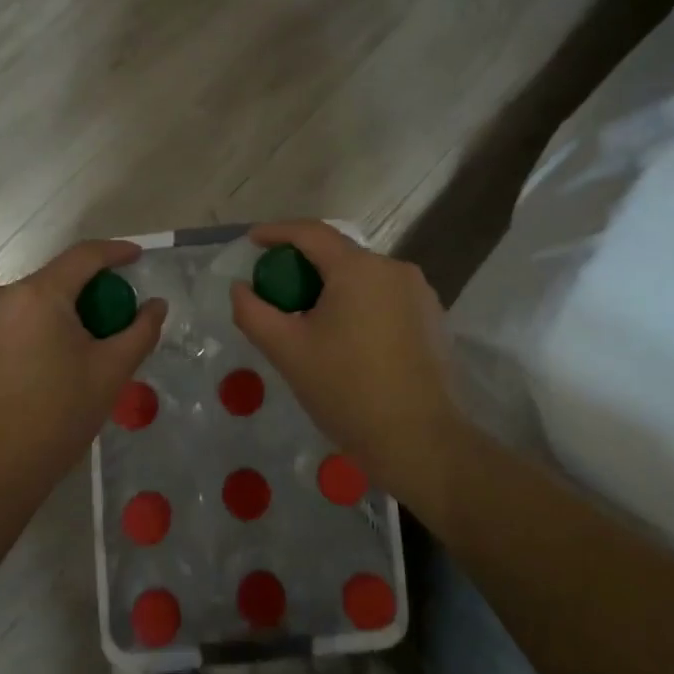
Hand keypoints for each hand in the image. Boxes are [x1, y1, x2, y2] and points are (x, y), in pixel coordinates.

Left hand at [0, 241, 165, 509]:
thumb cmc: (58, 419)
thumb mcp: (111, 373)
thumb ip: (140, 330)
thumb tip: (156, 304)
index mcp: (36, 296)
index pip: (83, 257)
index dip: (115, 252)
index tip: (136, 257)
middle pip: (51, 282)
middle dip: (82, 294)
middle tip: (105, 323)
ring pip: (22, 306)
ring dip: (48, 317)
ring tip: (65, 354)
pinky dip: (19, 337)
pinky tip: (30, 372)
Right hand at [230, 221, 472, 512]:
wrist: (420, 441)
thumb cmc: (347, 391)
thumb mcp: (288, 351)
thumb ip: (254, 312)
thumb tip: (240, 287)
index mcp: (359, 269)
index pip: (311, 233)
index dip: (277, 232)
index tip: (252, 242)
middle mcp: (394, 268)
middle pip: (338, 255)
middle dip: (303, 266)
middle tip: (276, 292)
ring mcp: (419, 293)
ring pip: (363, 278)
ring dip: (332, 288)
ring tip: (309, 321)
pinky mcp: (433, 318)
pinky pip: (384, 298)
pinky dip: (359, 305)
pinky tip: (347, 340)